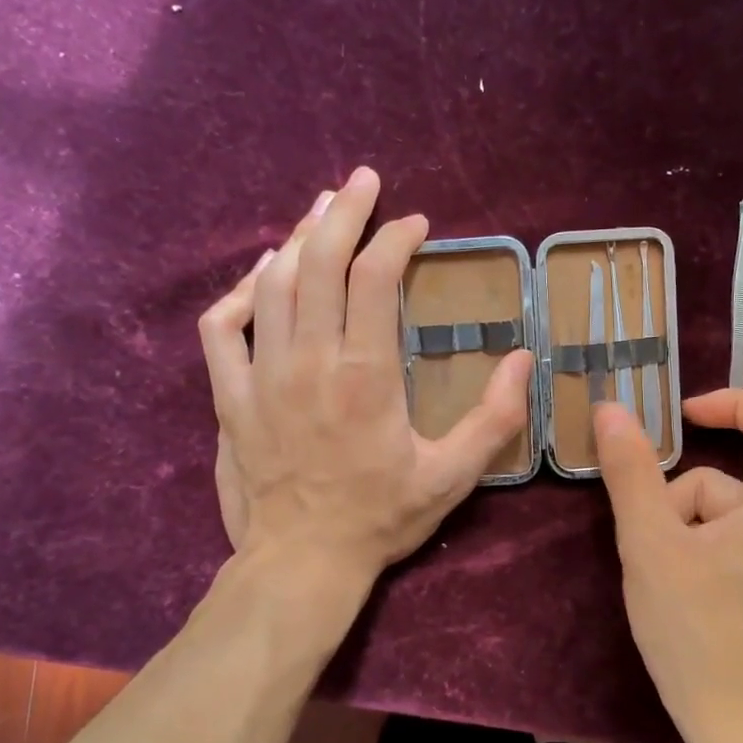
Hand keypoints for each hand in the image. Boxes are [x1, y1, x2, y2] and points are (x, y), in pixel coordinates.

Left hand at [197, 167, 533, 580]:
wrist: (302, 561)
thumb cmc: (380, 518)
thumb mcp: (453, 475)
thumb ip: (494, 417)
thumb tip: (521, 358)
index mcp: (366, 375)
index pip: (374, 278)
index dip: (395, 238)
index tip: (416, 225)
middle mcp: (310, 361)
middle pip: (317, 260)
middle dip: (343, 211)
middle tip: (362, 181)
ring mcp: (261, 376)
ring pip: (271, 283)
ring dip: (296, 239)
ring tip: (319, 213)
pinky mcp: (230, 397)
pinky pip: (221, 328)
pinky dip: (238, 293)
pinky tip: (259, 277)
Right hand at [593, 390, 742, 742]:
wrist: (742, 731)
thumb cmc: (697, 632)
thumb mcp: (650, 545)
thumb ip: (631, 472)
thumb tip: (612, 409)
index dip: (733, 402)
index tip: (681, 419)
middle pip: (733, 477)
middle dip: (680, 498)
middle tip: (648, 543)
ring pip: (727, 516)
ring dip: (684, 531)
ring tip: (661, 579)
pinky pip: (736, 546)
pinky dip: (701, 553)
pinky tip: (680, 597)